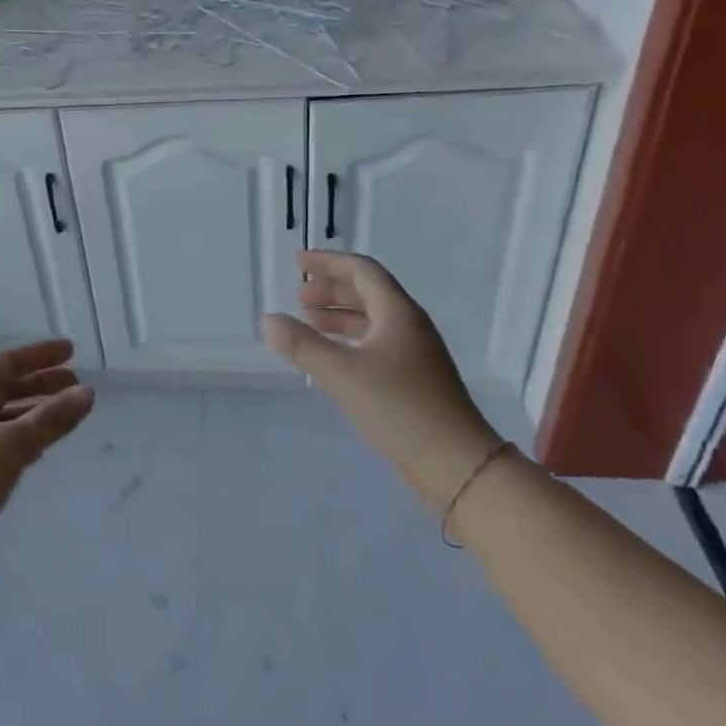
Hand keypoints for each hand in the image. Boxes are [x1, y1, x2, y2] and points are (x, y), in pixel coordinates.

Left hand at [0, 340, 94, 591]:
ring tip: (66, 415)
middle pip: (3, 389)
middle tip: (76, 384)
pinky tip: (40, 453)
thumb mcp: (10, 446)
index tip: (71, 352)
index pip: (4, 363)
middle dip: (39, 383)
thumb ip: (50, 419)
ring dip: (33, 413)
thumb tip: (87, 393)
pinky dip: (22, 442)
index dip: (38, 355)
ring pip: (2, 420)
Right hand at [262, 251, 500, 510]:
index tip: (298, 261)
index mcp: (398, 313)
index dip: (328, 262)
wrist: (457, 464)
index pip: (362, 271)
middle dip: (332, 290)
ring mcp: (416, 354)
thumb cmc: (399, 408)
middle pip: (369, 292)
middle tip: (298, 296)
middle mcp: (410, 325)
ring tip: (309, 323)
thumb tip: (268, 319)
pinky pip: (377, 344)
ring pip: (373, 320)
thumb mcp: (342, 374)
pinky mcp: (416, 379)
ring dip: (340, 316)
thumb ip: (302, 345)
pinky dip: (351, 341)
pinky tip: (334, 358)